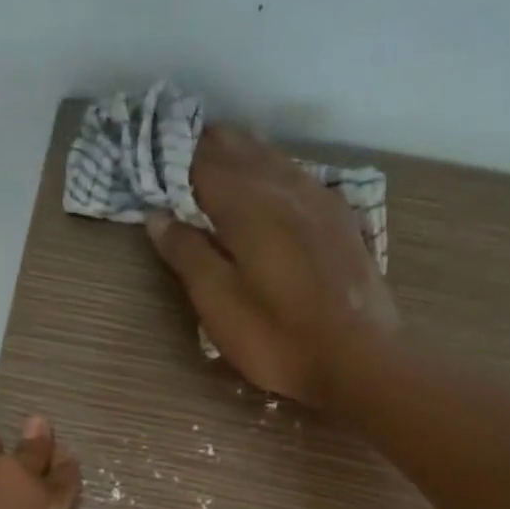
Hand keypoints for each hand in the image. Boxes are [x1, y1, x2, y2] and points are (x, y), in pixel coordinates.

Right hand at [145, 124, 398, 404]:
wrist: (359, 360)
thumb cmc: (278, 338)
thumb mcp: (219, 305)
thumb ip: (188, 255)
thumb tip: (158, 217)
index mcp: (247, 202)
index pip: (199, 162)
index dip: (171, 159)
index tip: (150, 165)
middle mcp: (284, 185)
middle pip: (238, 148)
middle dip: (204, 149)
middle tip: (176, 158)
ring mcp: (319, 199)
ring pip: (271, 158)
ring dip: (240, 156)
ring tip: (215, 164)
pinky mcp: (341, 219)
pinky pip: (297, 177)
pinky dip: (271, 173)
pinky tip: (269, 189)